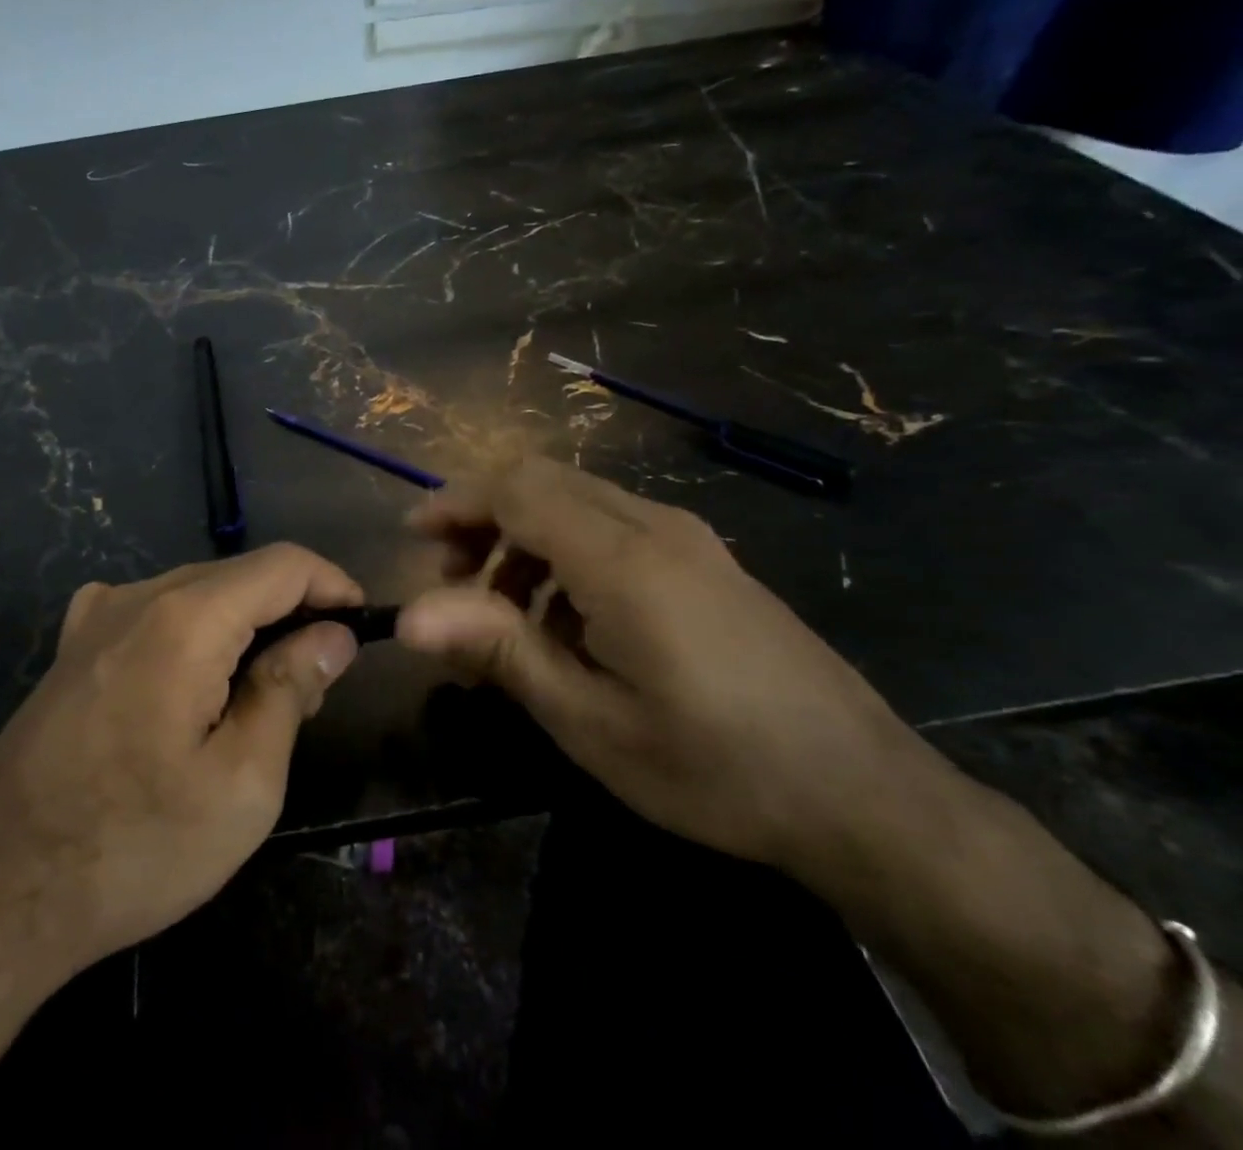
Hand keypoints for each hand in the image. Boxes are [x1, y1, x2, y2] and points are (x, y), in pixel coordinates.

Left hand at [0, 545, 364, 1149]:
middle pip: (239, 575)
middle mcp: (136, 596)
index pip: (283, 564)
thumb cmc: (132, 847)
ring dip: (245, 626)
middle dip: (291, 612)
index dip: (333, 584)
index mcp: (185, 617)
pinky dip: (198, 635)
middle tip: (319, 679)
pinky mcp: (72, 648)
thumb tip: (332, 634)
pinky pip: (155, 615)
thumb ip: (291, 689)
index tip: (362, 627)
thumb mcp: (241, 784)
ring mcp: (94, 617)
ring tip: (264, 695)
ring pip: (198, 593)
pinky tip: (197, 688)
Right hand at [395, 458, 935, 874]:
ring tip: (501, 611)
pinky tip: (566, 621)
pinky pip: (612, 525)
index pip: (516, 489)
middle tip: (451, 580)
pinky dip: (563, 550)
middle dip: (482, 517)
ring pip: (576, 500)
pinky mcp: (706, 560)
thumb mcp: (592, 722)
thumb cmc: (716, 768)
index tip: (415, 540)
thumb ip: (500, 652)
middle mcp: (655, 527)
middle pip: (542, 481)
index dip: (455, 503)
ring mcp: (688, 539)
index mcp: (623, 560)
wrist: (866, 795)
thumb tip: (409, 617)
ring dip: (521, 536)